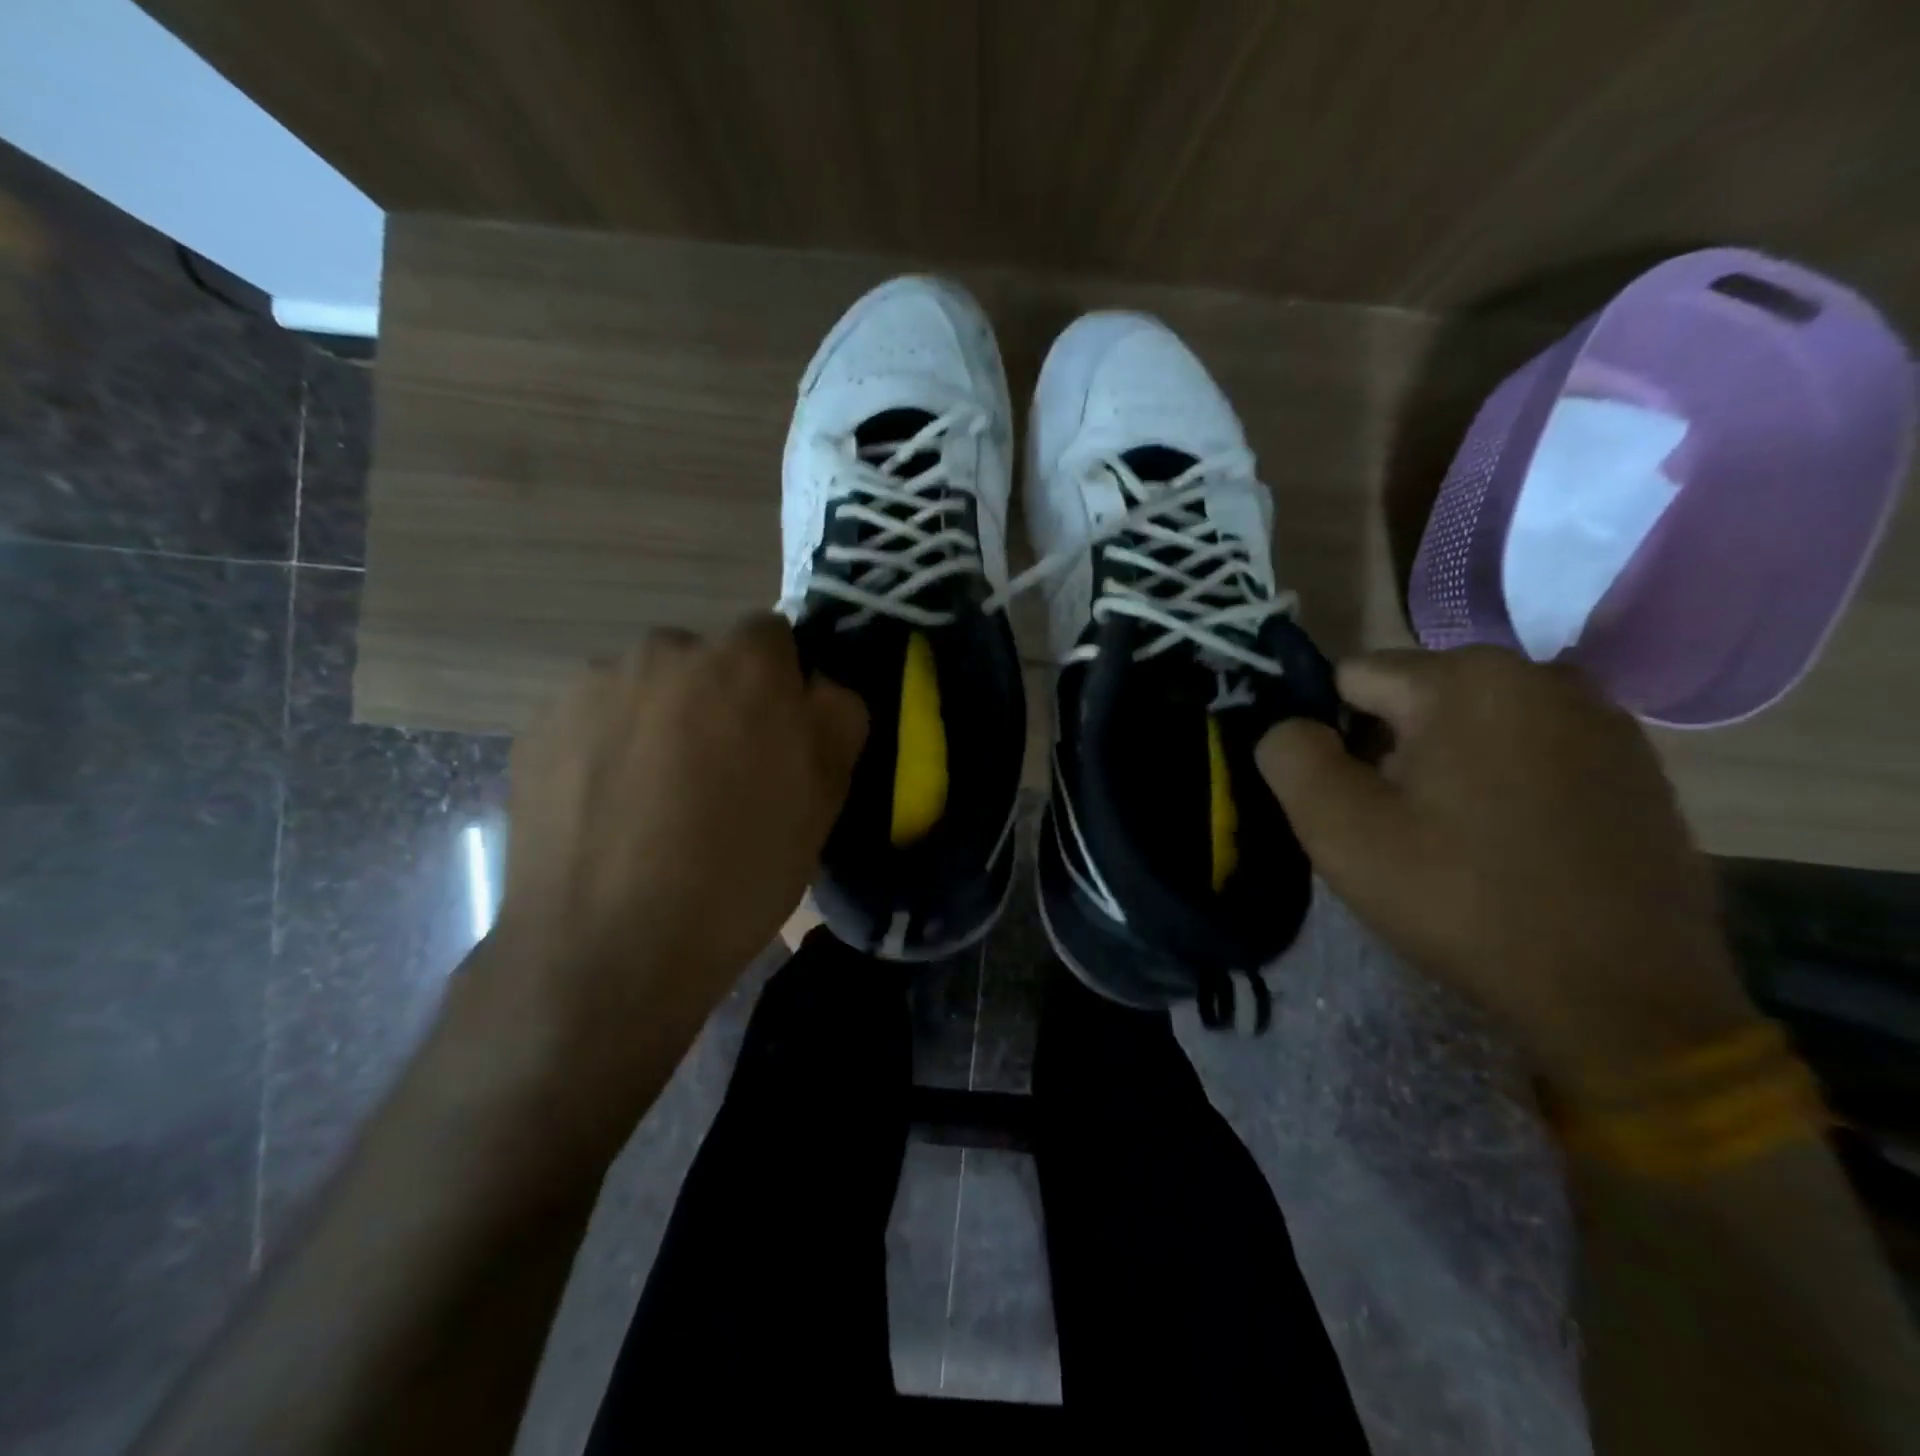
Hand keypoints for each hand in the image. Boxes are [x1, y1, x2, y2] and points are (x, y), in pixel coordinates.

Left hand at [454, 615, 865, 1142]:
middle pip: (703, 659)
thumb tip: (818, 686)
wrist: (609, 948)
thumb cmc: (740, 870)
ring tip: (656, 797)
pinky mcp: (538, 726)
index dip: (779, 683)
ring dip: (659, 720)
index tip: (776, 736)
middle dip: (717, 698)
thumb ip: (837, 716)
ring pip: (644, 688)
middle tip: (718, 772)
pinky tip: (610, 810)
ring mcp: (591, 686)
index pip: (772, 636)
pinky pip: (593, 719)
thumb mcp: (826, 797)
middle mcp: (663, 651)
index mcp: (743, 661)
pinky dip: (607, 747)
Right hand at [1257, 646, 1757, 1093]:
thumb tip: (1290, 727)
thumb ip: (1289, 755)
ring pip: (1470, 724)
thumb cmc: (1462, 899)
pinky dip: (1500, 781)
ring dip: (1443, 764)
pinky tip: (1509, 843)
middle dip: (1387, 748)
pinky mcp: (1635, 764)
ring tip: (1452, 837)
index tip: (1352, 799)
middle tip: (1398, 826)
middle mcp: (1541, 674)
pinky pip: (1528, 750)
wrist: (1621, 996)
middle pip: (1413, 697)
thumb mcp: (1340, 829)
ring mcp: (1601, 718)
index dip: (1332, 737)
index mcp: (1466, 678)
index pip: (1351, 678)